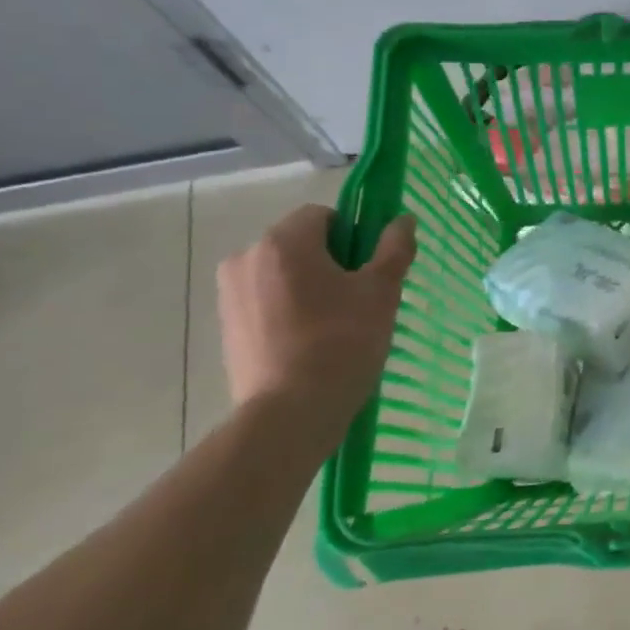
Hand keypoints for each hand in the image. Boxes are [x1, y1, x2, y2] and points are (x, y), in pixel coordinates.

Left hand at [218, 204, 416, 425]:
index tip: (369, 271)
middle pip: (300, 244)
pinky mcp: (226, 326)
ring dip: (308, 287)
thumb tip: (404, 219)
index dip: (354, 236)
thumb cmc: (342, 342)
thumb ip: (394, 249)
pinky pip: (265, 301)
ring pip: (282, 274)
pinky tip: (309, 343)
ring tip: (334, 326)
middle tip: (358, 300)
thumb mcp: (381, 292)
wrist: (290, 413)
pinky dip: (288, 311)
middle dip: (330, 262)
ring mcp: (230, 293)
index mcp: (283, 241)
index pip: (324, 216)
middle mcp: (246, 257)